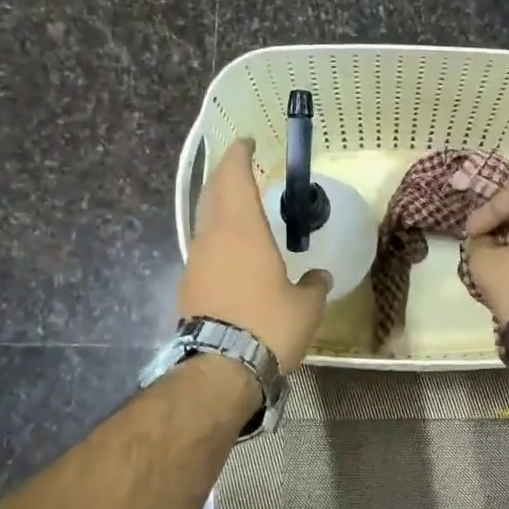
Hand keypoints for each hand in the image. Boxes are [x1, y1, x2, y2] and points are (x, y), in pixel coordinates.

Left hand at [178, 139, 329, 372]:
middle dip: (225, 173)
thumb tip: (320, 277)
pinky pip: (203, 246)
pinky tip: (230, 249)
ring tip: (237, 204)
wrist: (220, 367)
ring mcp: (196, 260)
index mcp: (243, 229)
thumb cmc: (268, 326)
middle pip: (213, 192)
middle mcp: (214, 236)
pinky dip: (216, 235)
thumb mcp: (305, 307)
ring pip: (205, 219)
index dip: (239, 155)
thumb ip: (314, 285)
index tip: (245, 141)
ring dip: (218, 204)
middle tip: (240, 164)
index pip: (235, 177)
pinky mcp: (188, 284)